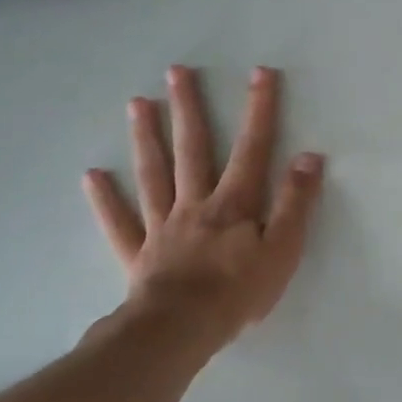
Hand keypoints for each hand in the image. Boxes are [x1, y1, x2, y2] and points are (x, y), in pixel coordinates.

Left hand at [83, 65, 323, 339]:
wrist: (180, 329)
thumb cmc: (239, 291)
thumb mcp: (283, 248)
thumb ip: (295, 202)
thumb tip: (309, 157)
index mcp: (234, 203)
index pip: (252, 148)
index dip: (259, 109)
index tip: (260, 72)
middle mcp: (195, 203)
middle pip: (192, 149)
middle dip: (189, 109)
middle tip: (177, 72)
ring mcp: (163, 226)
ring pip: (153, 174)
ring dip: (147, 138)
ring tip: (138, 103)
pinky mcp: (140, 253)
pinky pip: (119, 222)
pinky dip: (105, 199)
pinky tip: (92, 176)